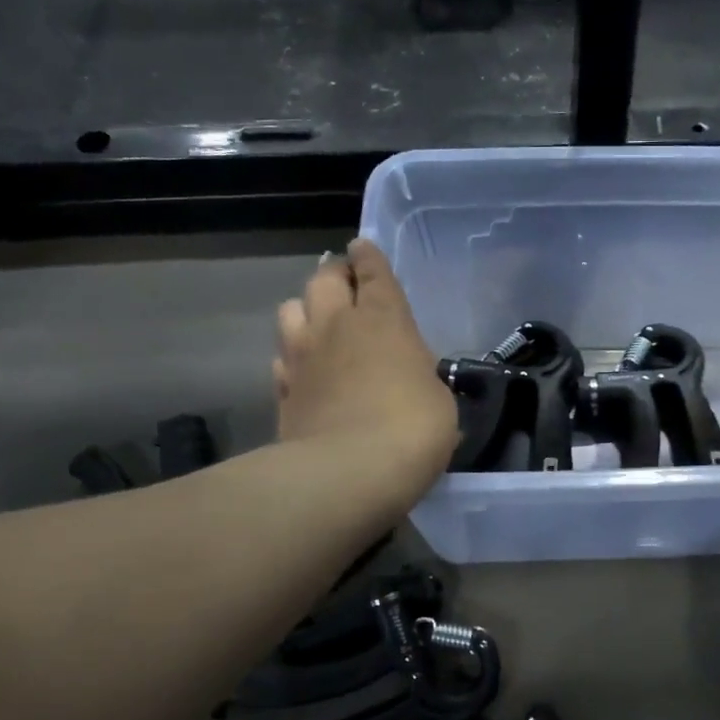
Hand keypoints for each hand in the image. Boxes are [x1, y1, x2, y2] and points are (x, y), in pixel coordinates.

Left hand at [275, 240, 457, 488]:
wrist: (350, 471)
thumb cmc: (413, 427)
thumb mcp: (438, 398)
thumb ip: (419, 376)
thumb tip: (412, 381)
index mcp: (383, 319)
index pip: (372, 272)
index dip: (368, 257)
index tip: (362, 247)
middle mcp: (336, 326)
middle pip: (322, 279)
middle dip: (334, 275)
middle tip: (344, 284)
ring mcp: (302, 357)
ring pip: (290, 310)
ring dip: (305, 309)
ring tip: (318, 323)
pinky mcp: (282, 391)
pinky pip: (281, 358)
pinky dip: (292, 356)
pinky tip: (302, 369)